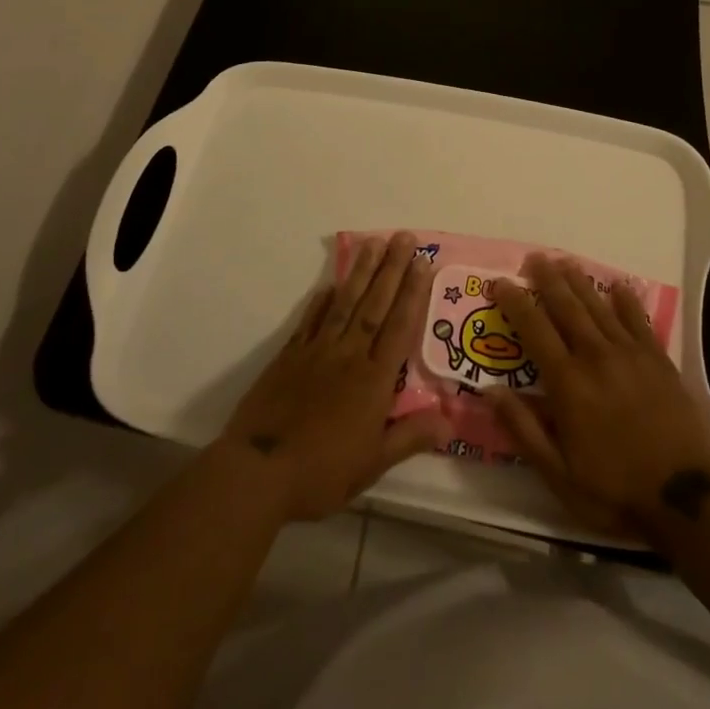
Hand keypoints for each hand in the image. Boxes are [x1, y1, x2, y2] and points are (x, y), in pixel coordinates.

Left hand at [218, 232, 448, 521]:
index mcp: (374, 380)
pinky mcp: (290, 355)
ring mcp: (317, 351)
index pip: (399, 326)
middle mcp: (349, 355)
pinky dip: (321, 301)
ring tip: (373, 244)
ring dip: (361, 273)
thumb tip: (450, 419)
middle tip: (403, 237)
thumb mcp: (373, 463)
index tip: (423, 262)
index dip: (413, 293)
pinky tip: (330, 284)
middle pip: (375, 305)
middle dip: (392, 269)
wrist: (259, 471)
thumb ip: (411, 437)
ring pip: (345, 304)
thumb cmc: (322, 472)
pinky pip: (310, 321)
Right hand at [489, 255, 709, 535]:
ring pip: (599, 307)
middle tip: (535, 258)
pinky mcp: (658, 360)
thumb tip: (489, 391)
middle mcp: (596, 357)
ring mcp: (630, 355)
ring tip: (565, 262)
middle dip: (548, 280)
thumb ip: (523, 429)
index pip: (534, 329)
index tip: (500, 282)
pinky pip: (638, 320)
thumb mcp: (558, 474)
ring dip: (579, 282)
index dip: (515, 302)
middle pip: (567, 307)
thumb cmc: (614, 490)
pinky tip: (618, 286)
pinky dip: (626, 300)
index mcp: (568, 383)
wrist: (685, 498)